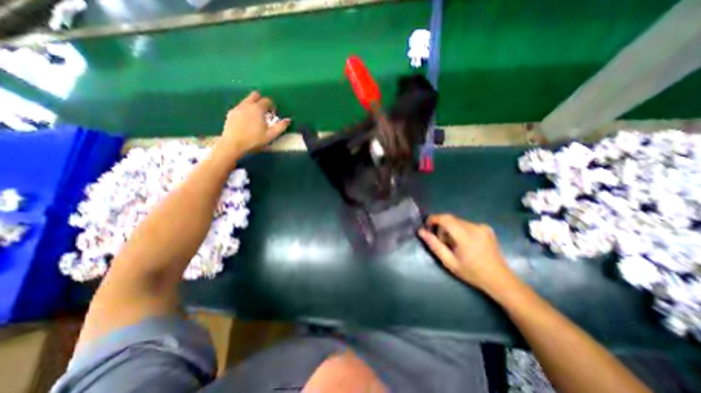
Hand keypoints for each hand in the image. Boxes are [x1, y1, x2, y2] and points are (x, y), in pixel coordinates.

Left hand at [213, 91, 290, 159]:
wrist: (233, 143)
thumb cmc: (254, 139)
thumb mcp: (270, 135)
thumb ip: (281, 126)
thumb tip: (288, 120)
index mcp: (258, 108)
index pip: (267, 100)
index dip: (272, 105)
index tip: (273, 114)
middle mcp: (247, 104)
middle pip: (255, 95)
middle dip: (261, 100)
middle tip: (264, 111)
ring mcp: (238, 108)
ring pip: (246, 100)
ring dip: (253, 105)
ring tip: (256, 117)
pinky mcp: (231, 113)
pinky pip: (240, 107)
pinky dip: (245, 110)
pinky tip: (246, 121)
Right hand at [419, 214, 515, 294]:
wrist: (499, 279)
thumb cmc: (472, 273)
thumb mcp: (449, 261)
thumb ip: (434, 245)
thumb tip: (421, 231)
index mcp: (466, 235)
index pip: (445, 218)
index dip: (433, 219)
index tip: (427, 227)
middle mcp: (475, 227)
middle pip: (450, 219)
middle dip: (442, 228)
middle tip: (441, 242)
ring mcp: (482, 226)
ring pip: (457, 221)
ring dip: (450, 229)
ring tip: (453, 245)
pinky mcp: (486, 228)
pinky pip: (466, 224)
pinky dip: (459, 230)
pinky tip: (464, 243)